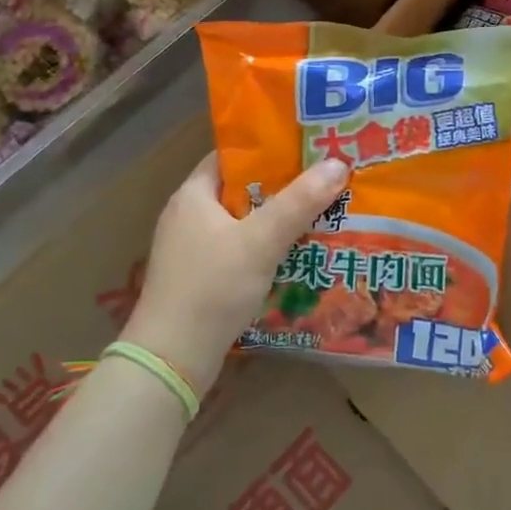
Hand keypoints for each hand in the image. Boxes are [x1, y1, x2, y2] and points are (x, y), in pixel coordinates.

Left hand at [123, 152, 350, 394]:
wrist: (172, 360)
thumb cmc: (212, 287)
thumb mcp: (261, 240)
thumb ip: (300, 202)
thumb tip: (338, 163)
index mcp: (193, 195)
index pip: (232, 157)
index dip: (268, 150)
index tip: (306, 149)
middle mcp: (188, 216)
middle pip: (241, 190)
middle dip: (281, 187)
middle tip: (323, 182)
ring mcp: (191, 250)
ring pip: (242, 223)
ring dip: (276, 221)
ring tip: (319, 215)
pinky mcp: (198, 279)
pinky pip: (238, 251)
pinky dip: (264, 249)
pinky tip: (294, 255)